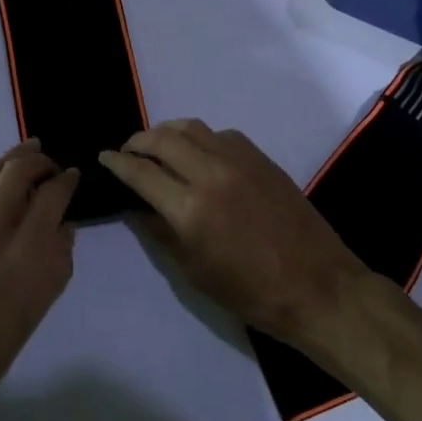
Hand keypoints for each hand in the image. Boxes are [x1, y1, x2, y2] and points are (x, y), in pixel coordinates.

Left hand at [0, 139, 80, 420]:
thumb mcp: (36, 313)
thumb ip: (56, 263)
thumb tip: (63, 226)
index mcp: (22, 258)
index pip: (52, 196)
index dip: (67, 180)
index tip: (72, 177)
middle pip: (17, 170)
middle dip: (39, 160)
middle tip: (49, 164)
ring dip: (9, 161)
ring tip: (23, 159)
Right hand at [99, 120, 367, 349]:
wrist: (317, 285)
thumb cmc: (251, 292)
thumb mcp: (194, 272)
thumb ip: (160, 233)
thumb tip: (137, 208)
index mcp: (190, 209)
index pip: (141, 173)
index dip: (117, 162)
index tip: (104, 157)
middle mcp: (211, 173)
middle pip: (163, 139)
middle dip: (138, 141)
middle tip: (128, 151)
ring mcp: (239, 161)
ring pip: (192, 128)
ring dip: (167, 132)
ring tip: (158, 146)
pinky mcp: (261, 158)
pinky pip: (221, 134)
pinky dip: (200, 138)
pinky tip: (199, 153)